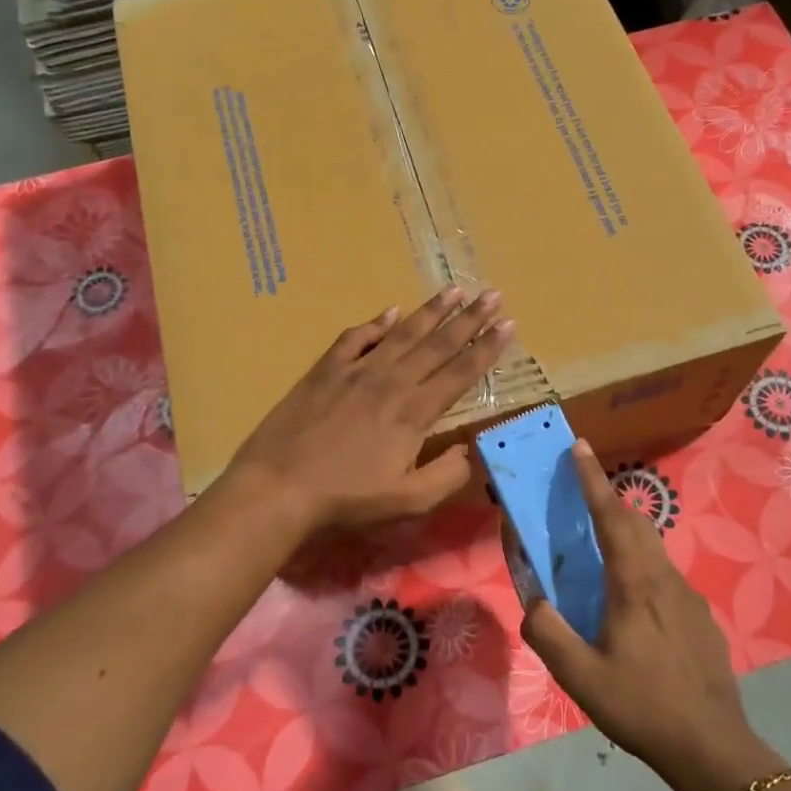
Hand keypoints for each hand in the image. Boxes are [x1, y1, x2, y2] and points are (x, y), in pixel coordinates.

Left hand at [227, 287, 512, 529]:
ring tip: (454, 289)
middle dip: (470, 318)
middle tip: (493, 294)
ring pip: (403, 333)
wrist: (281, 486)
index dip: (487, 348)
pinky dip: (375, 323)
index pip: (460, 372)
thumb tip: (469, 452)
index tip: (509, 324)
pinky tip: (390, 312)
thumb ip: (446, 476)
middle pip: (438, 344)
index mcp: (415, 412)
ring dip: (431, 310)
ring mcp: (357, 371)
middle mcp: (392, 381)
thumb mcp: (407, 501)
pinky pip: (356, 338)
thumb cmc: (347, 498)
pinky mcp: (326, 369)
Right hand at [522, 442, 756, 779]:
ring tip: (602, 545)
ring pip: (653, 548)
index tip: (580, 446)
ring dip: (626, 532)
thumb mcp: (580, 677)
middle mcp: (664, 578)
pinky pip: (665, 575)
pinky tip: (633, 603)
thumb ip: (548, 634)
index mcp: (634, 583)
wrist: (712, 747)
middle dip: (608, 499)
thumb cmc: (642, 706)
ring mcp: (688, 597)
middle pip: (636, 523)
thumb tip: (533, 603)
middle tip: (583, 490)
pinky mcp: (700, 618)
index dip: (593, 479)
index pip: (611, 516)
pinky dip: (642, 565)